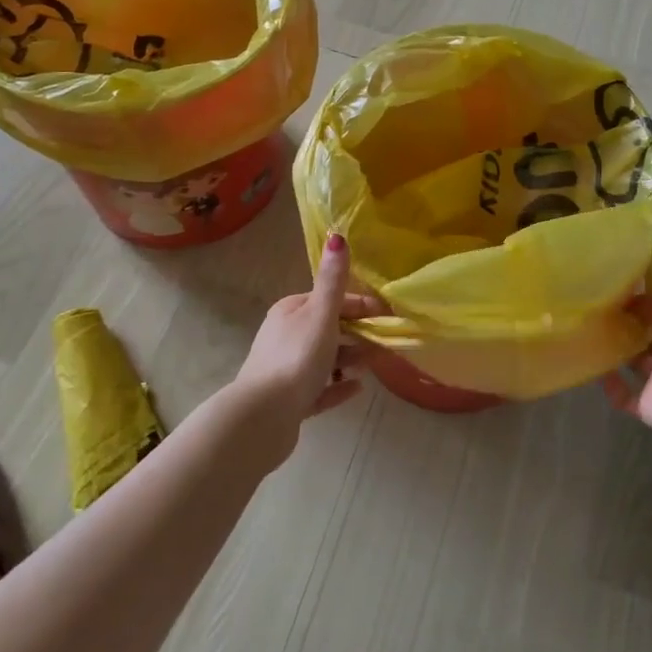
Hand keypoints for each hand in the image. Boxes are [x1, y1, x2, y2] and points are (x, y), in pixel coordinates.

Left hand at [235, 233, 385, 447]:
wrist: (263, 417)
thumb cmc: (297, 357)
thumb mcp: (320, 314)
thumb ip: (333, 279)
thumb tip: (337, 235)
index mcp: (290, 311)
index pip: (331, 300)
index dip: (360, 305)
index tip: (388, 315)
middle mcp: (285, 335)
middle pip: (328, 328)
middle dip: (357, 333)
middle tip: (385, 343)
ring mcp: (285, 369)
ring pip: (324, 358)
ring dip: (350, 358)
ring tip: (373, 365)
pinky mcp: (288, 401)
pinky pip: (320, 388)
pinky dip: (338, 386)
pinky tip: (358, 388)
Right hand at [603, 253, 651, 455]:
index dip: (644, 299)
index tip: (615, 287)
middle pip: (649, 335)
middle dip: (628, 323)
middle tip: (596, 307)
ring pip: (636, 363)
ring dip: (616, 351)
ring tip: (587, 332)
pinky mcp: (650, 406)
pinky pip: (625, 396)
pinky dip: (611, 386)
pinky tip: (592, 368)